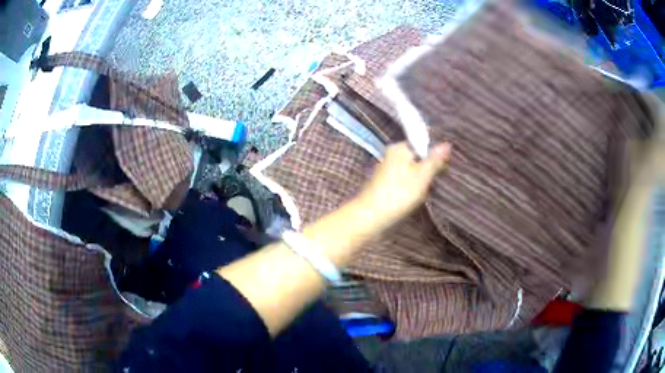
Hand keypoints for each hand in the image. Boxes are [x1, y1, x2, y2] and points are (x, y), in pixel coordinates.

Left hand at [358, 142, 451, 225]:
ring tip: (428, 192)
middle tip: (437, 182)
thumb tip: (447, 143)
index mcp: (399, 148)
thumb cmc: (399, 194)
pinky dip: (411, 188)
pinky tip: (416, 198)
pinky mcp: (385, 185)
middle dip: (428, 170)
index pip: (423, 144)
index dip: (436, 155)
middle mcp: (391, 155)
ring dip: (421, 181)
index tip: (445, 168)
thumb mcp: (422, 176)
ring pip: (411, 171)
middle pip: (417, 158)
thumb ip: (435, 160)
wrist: (370, 217)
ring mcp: (387, 170)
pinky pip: (404, 182)